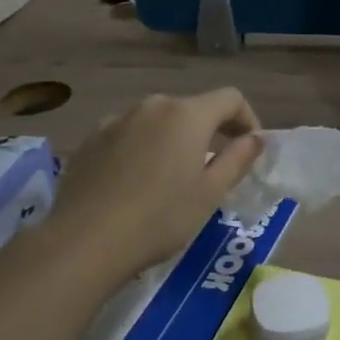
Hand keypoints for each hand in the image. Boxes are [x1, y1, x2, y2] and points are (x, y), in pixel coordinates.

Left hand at [42, 89, 262, 282]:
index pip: (230, 98)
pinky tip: (136, 182)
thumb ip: (238, 159)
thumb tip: (255, 139)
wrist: (84, 241)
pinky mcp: (91, 139)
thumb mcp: (210, 193)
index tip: (249, 149)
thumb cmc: (159, 218)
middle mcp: (152, 106)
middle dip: (210, 131)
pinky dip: (143, 148)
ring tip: (172, 177)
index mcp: (187, 115)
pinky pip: (129, 134)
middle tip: (214, 168)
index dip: (247, 119)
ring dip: (174, 139)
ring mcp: (117, 119)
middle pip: (192, 108)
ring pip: (158, 121)